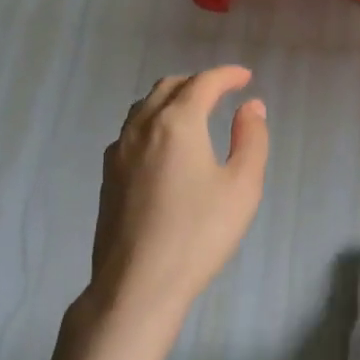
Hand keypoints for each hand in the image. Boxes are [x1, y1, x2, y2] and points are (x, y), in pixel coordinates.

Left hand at [84, 66, 269, 343]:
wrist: (138, 284)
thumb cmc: (199, 234)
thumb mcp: (242, 186)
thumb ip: (252, 139)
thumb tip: (251, 106)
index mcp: (177, 122)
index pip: (203, 82)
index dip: (227, 75)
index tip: (245, 77)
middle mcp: (142, 126)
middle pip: (169, 87)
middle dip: (197, 82)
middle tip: (221, 92)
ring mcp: (119, 151)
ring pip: (145, 107)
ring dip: (172, 98)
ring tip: (194, 112)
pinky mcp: (107, 175)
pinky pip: (132, 130)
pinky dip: (153, 121)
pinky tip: (164, 145)